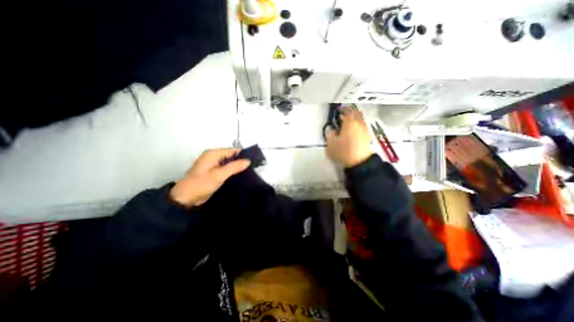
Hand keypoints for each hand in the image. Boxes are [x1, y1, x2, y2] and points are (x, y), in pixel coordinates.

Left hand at [169, 150, 250, 207]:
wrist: (185, 199)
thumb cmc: (201, 184)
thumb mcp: (219, 175)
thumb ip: (234, 167)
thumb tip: (248, 161)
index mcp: (213, 154)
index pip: (232, 150)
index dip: (243, 155)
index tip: (253, 162)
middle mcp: (213, 156)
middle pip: (231, 156)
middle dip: (240, 161)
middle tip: (252, 169)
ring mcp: (213, 164)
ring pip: (229, 163)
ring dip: (236, 167)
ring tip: (248, 172)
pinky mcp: (213, 172)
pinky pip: (225, 168)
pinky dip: (232, 171)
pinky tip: (239, 176)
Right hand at [325, 108, 374, 168]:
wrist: (359, 162)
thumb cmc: (343, 151)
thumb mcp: (331, 143)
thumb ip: (329, 134)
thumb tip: (330, 129)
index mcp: (349, 122)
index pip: (347, 111)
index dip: (343, 109)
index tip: (339, 110)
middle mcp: (358, 123)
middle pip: (355, 114)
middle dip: (349, 114)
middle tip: (342, 117)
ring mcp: (364, 129)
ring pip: (359, 120)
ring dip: (353, 120)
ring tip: (346, 125)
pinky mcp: (367, 136)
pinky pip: (361, 126)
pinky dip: (357, 126)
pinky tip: (352, 132)